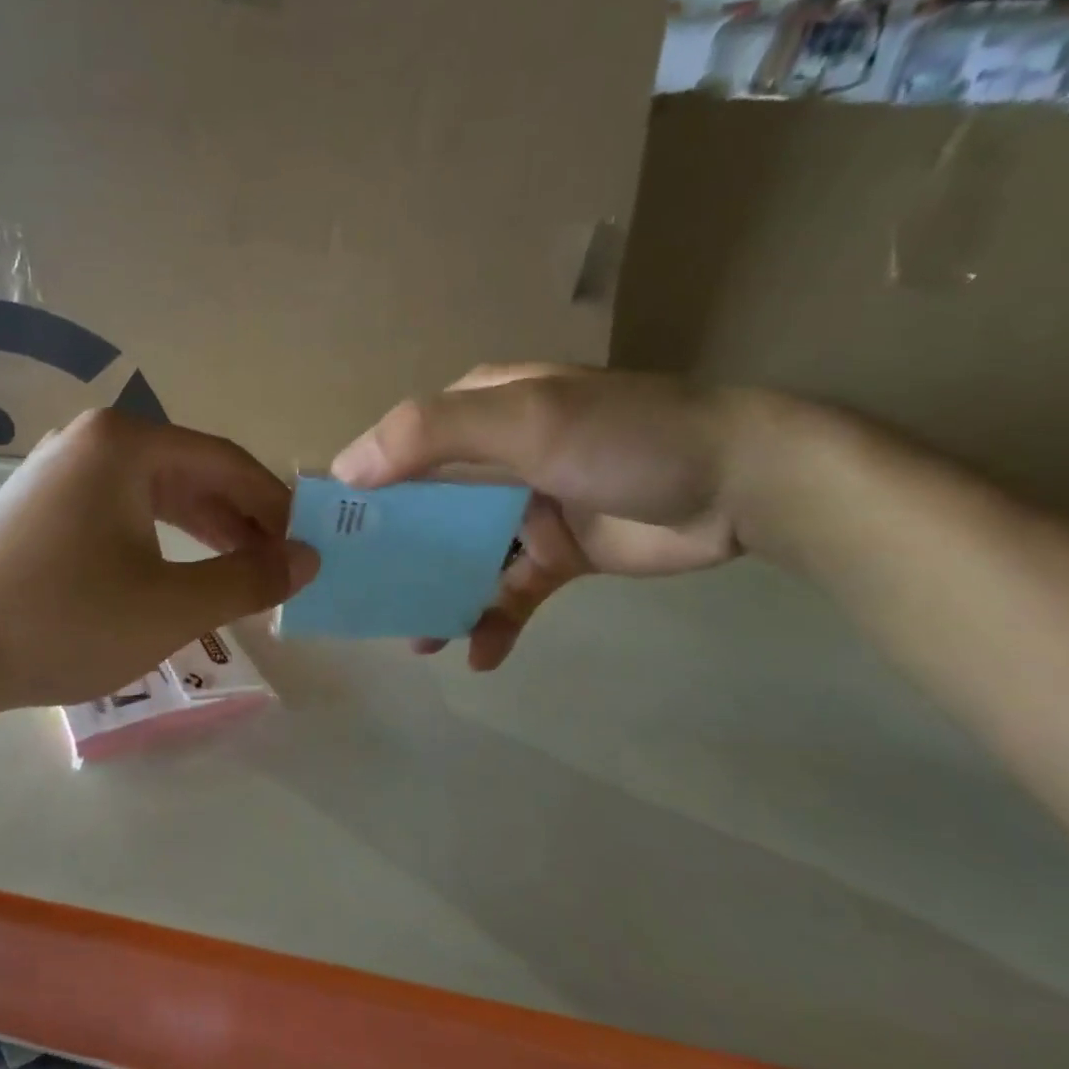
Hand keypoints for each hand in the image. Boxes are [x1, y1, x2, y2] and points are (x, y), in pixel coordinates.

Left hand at [0, 408, 318, 712]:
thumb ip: (251, 578)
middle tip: (282, 567)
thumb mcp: (174, 606)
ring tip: (243, 575)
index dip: (276, 506)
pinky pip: (123, 510)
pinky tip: (182, 572)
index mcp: (126, 443)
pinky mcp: (44, 504)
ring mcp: (61, 469)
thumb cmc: (67, 620)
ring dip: (205, 531)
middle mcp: (93, 439)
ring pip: (157, 494)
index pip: (227, 463)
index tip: (309, 545)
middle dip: (242, 521)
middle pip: (192, 473)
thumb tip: (309, 558)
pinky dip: (162, 539)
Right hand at [331, 364, 757, 669]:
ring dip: (438, 596)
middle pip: (424, 510)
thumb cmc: (622, 439)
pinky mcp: (557, 555)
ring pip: (462, 557)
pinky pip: (510, 592)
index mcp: (479, 413)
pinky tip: (480, 655)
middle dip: (394, 556)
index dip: (360, 490)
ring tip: (416, 640)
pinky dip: (493, 622)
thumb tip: (346, 470)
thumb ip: (430, 436)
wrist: (743, 485)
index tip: (326, 538)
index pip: (399, 449)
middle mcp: (494, 460)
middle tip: (360, 600)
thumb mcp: (522, 419)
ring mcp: (526, 509)